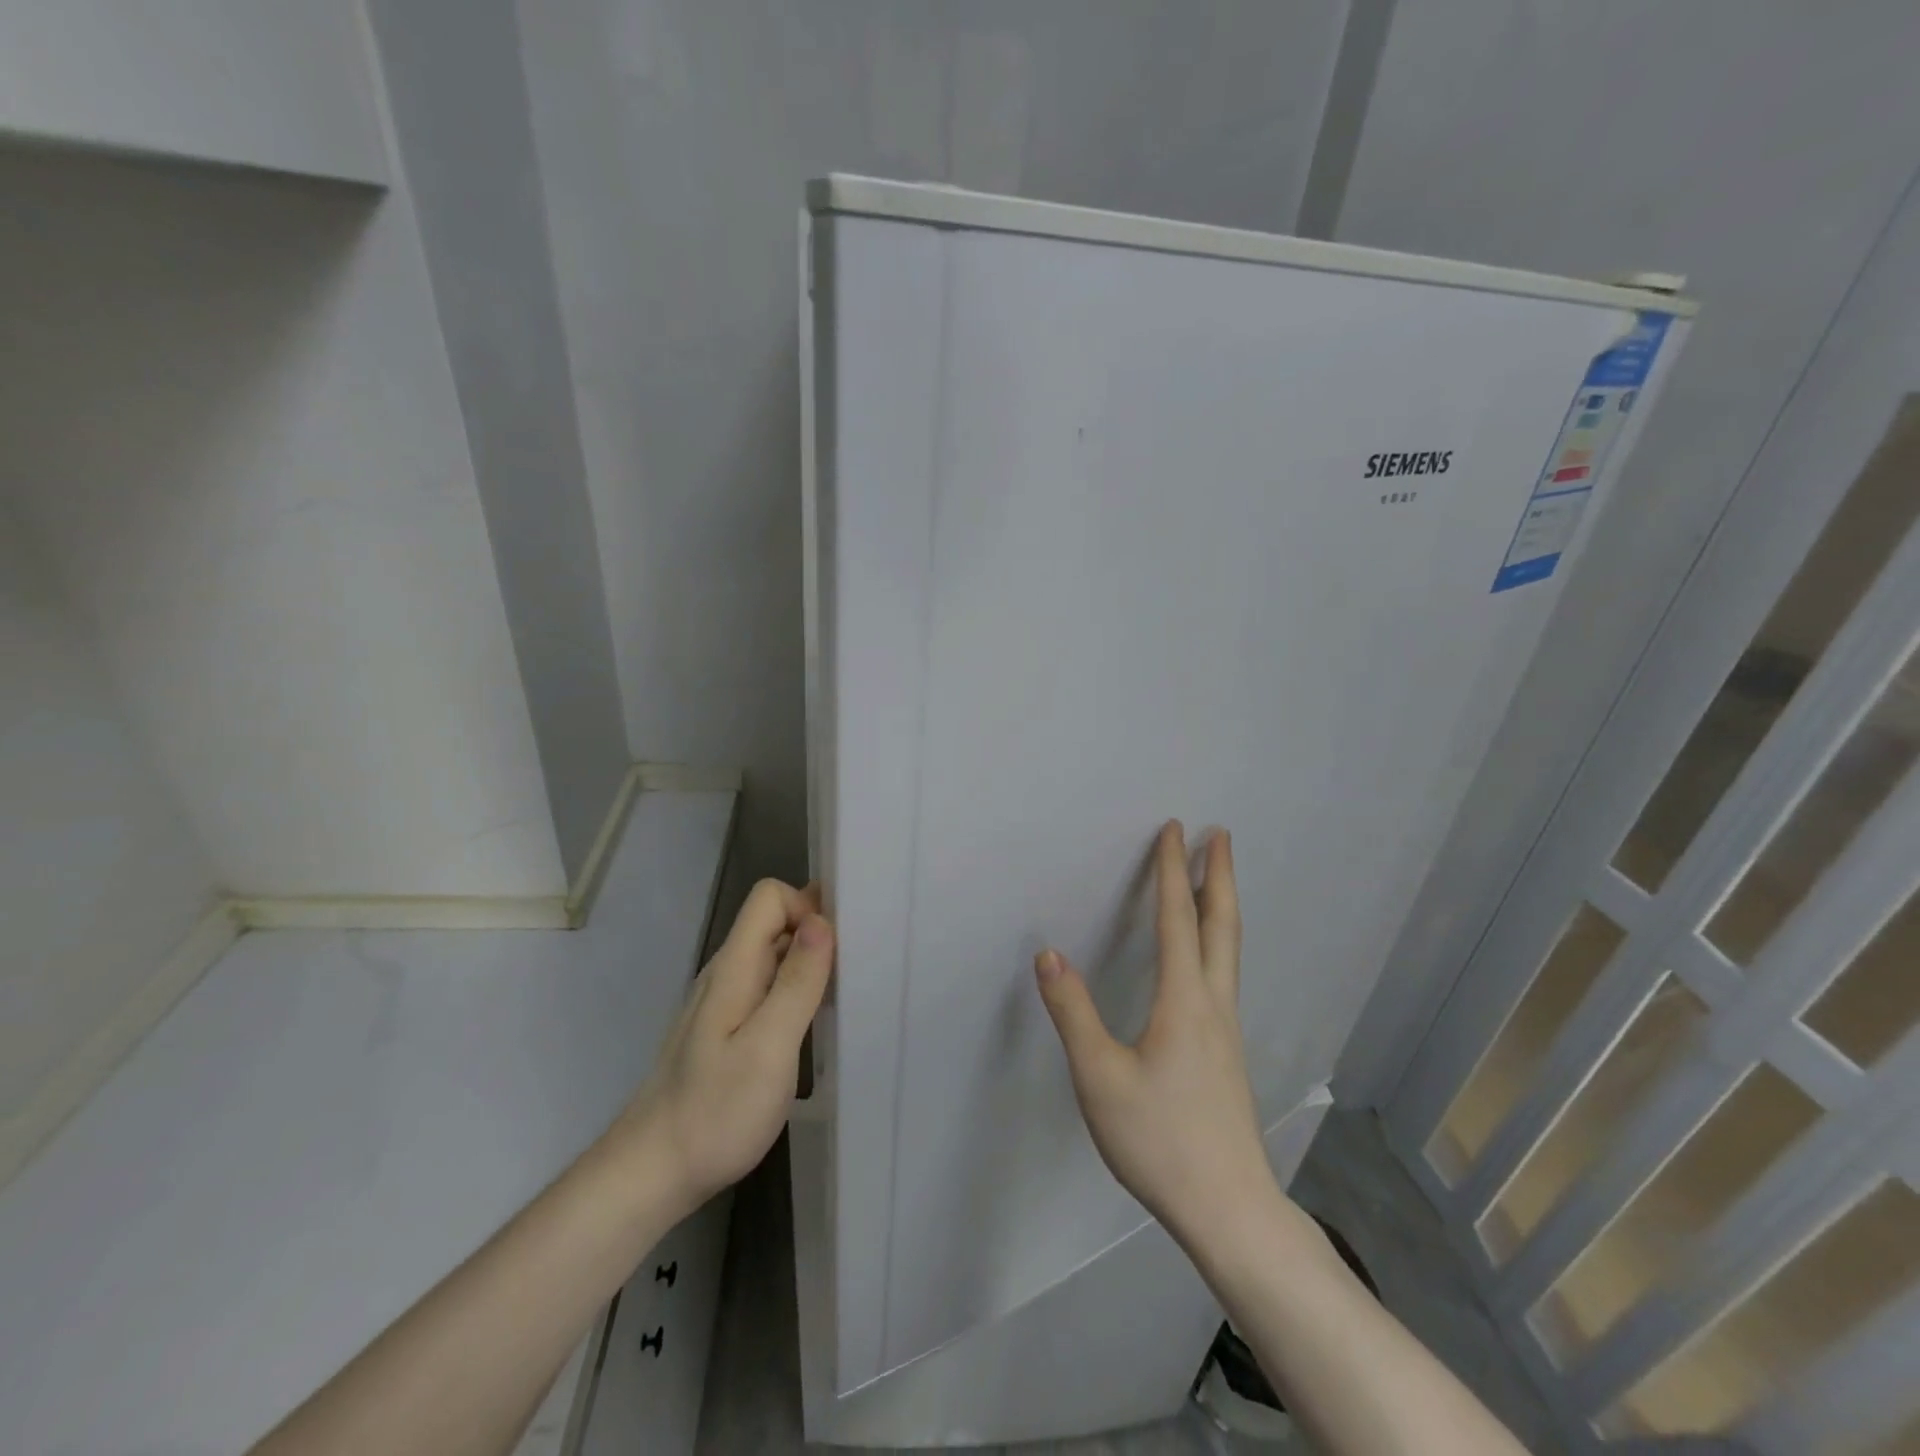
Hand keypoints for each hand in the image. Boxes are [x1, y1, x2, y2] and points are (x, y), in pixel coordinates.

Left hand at [605, 879, 833, 1221]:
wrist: (651, 1174)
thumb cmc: (715, 1112)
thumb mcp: (768, 1048)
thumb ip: (796, 982)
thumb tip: (822, 921)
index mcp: (734, 967)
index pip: (769, 897)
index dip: (807, 907)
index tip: (840, 945)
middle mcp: (727, 974)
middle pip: (774, 922)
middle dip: (817, 933)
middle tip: (856, 971)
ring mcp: (724, 1002)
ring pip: (773, 956)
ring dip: (810, 964)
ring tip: (842, 998)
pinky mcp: (726, 1029)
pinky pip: (767, 988)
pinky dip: (795, 992)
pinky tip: (812, 1026)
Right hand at [1035, 821, 1273, 1252]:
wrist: (1230, 1210)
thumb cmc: (1160, 1140)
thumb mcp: (1100, 1077)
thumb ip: (1073, 1012)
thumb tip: (1048, 954)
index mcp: (1183, 1000)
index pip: (1177, 919)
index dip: (1172, 871)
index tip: (1176, 830)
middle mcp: (1213, 1004)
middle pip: (1221, 925)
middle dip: (1219, 876)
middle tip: (1222, 836)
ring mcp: (1226, 1030)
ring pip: (1229, 951)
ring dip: (1221, 906)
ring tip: (1215, 882)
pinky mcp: (1227, 1053)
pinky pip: (1224, 975)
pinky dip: (1218, 941)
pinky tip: (1208, 959)